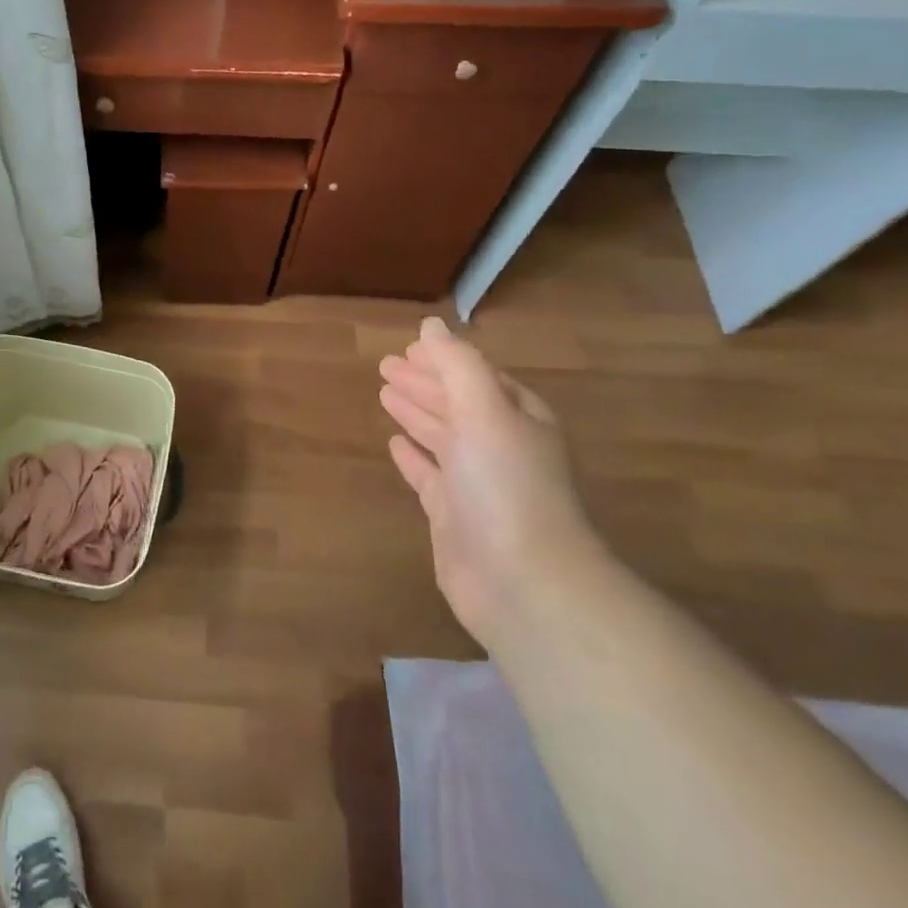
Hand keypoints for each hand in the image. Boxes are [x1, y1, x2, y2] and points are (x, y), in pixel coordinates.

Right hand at [379, 317, 600, 642]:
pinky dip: (412, 456)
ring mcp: (476, 484)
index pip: (479, 378)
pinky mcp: (453, 517)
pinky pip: (428, 475)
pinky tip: (393, 443)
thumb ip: (457, 364)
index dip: (446, 361)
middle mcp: (500, 447)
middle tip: (385, 365)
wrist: (523, 582)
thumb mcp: (484, 410)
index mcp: (517, 418)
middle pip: (457, 404)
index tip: (410, 347)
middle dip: (424, 383)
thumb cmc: (506, 484)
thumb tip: (432, 325)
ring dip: (415, 413)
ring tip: (384, 392)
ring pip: (441, 437)